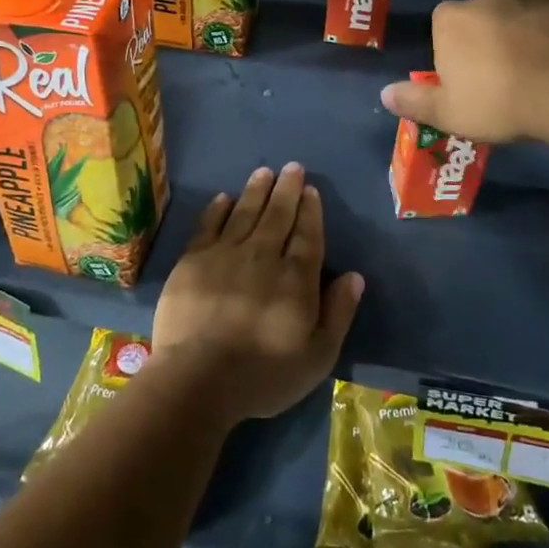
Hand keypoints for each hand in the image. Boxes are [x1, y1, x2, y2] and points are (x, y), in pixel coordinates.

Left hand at [150, 163, 363, 424]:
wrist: (197, 379)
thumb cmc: (263, 375)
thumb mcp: (316, 357)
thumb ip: (338, 313)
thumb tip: (355, 276)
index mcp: (296, 278)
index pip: (307, 234)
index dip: (310, 210)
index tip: (311, 190)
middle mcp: (263, 256)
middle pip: (278, 215)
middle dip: (287, 189)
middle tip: (291, 167)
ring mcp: (225, 254)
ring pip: (245, 212)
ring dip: (256, 190)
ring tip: (264, 172)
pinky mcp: (193, 260)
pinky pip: (209, 225)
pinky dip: (218, 209)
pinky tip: (224, 198)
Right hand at [380, 0, 548, 144]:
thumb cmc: (501, 102)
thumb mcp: (449, 114)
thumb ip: (414, 101)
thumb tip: (384, 93)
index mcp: (453, 18)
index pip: (445, 26)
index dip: (456, 51)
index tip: (470, 78)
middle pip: (486, 14)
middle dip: (495, 36)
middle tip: (510, 74)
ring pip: (528, 11)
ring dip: (533, 31)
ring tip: (548, 68)